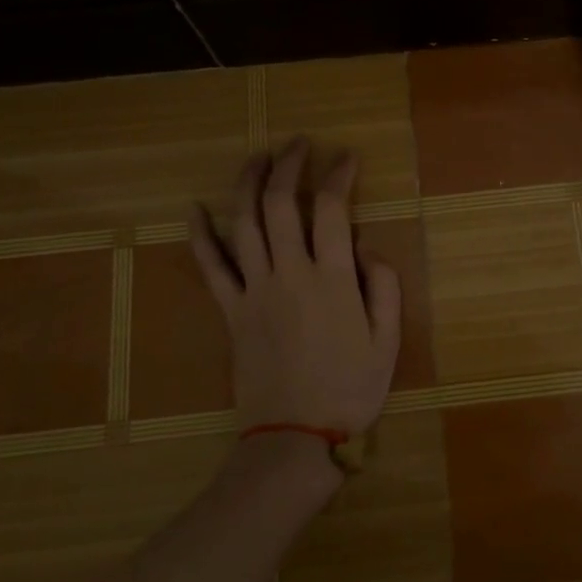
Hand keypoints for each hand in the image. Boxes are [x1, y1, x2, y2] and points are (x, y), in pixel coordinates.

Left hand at [188, 138, 401, 437]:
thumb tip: (366, 247)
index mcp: (331, 279)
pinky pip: (210, 266)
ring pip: (244, 223)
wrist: (294, 438)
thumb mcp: (387, 341)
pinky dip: (200, 235)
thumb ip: (383, 286)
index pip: (331, 208)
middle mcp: (288, 273)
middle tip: (299, 144)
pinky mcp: (230, 311)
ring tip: (258, 157)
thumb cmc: (349, 389)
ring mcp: (254, 290)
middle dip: (289, 164)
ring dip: (248, 183)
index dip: (338, 174)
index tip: (346, 156)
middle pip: (280, 203)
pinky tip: (194, 208)